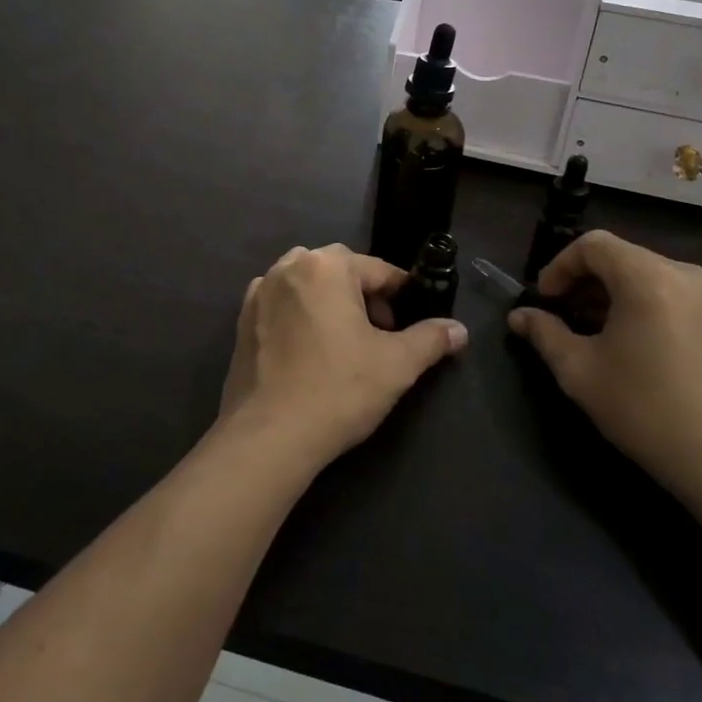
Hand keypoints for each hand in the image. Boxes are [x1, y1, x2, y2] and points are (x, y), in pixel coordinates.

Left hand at [218, 245, 466, 473]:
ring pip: (308, 285)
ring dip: (331, 303)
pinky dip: (301, 317)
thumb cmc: (338, 390)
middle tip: (381, 334)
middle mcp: (288, 267)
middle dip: (365, 296)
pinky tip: (311, 352)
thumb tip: (459, 330)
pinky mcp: (241, 321)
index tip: (415, 320)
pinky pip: (282, 305)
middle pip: (340, 271)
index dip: (402, 294)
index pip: (378, 269)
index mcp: (326, 265)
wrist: (269, 436)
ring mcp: (260, 293)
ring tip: (346, 343)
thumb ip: (431, 340)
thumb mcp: (397, 365)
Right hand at [508, 231, 701, 509]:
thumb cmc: (644, 409)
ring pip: (640, 272)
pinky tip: (619, 338)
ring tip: (584, 329)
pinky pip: (663, 289)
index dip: (559, 266)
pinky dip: (634, 302)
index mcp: (649, 277)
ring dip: (606, 292)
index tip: (544, 300)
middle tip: (558, 315)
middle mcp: (682, 273)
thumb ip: (545, 333)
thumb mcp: (579, 371)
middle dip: (581, 280)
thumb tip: (519, 316)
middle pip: (618, 256)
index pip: (593, 245)